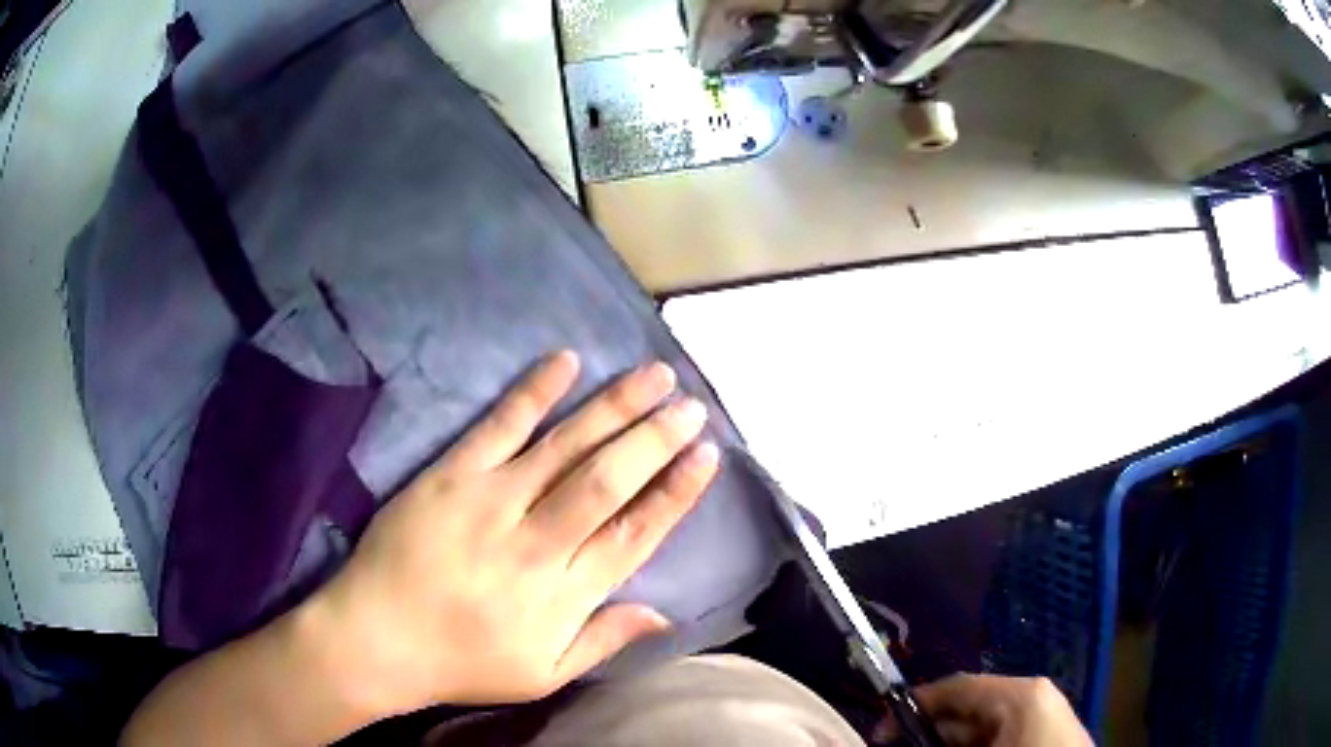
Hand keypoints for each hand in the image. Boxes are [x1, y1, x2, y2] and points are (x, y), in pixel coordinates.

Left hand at [304, 350, 718, 716]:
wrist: (377, 637)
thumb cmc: (461, 662)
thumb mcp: (541, 676)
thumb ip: (603, 642)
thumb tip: (666, 615)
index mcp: (562, 595)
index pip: (633, 535)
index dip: (674, 494)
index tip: (705, 457)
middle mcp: (536, 543)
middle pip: (607, 482)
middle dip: (655, 440)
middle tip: (691, 406)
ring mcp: (491, 502)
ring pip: (565, 447)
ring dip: (613, 408)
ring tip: (654, 376)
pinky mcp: (451, 476)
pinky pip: (498, 426)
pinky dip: (534, 393)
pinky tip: (567, 362)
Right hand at [874, 675, 1093, 746]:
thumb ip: (935, 743)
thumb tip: (891, 737)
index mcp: (1020, 694)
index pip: (958, 686)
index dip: (915, 705)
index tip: (881, 733)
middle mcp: (1033, 697)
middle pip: (969, 708)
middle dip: (932, 732)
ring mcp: (1044, 716)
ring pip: (984, 727)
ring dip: (953, 744)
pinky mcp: (1049, 735)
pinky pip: (1004, 737)